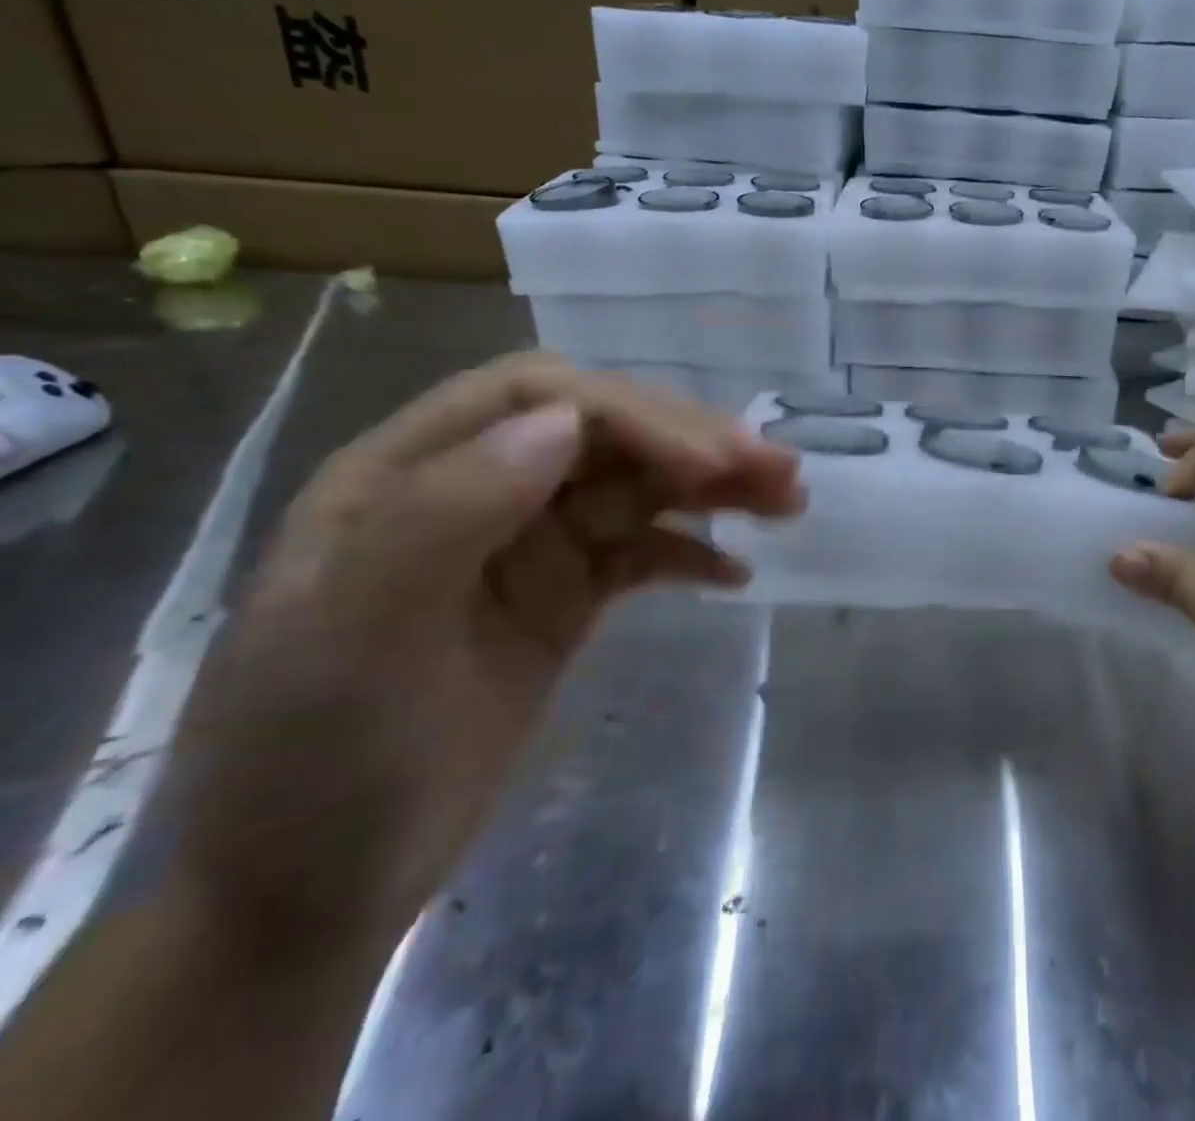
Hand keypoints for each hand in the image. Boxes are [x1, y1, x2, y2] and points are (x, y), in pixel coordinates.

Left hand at [166, 354, 802, 953]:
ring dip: (713, 485)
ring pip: (635, 486)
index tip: (709, 462)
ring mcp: (526, 544)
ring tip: (789, 499)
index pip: (539, 397)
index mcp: (408, 472)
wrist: (311, 893)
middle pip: (603, 434)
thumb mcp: (353, 635)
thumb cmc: (318, 760)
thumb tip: (567, 422)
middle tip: (782, 470)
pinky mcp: (563, 595)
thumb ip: (448, 511)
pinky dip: (691, 551)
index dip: (632, 415)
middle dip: (692, 443)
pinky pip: (640, 551)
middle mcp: (475, 490)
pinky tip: (737, 573)